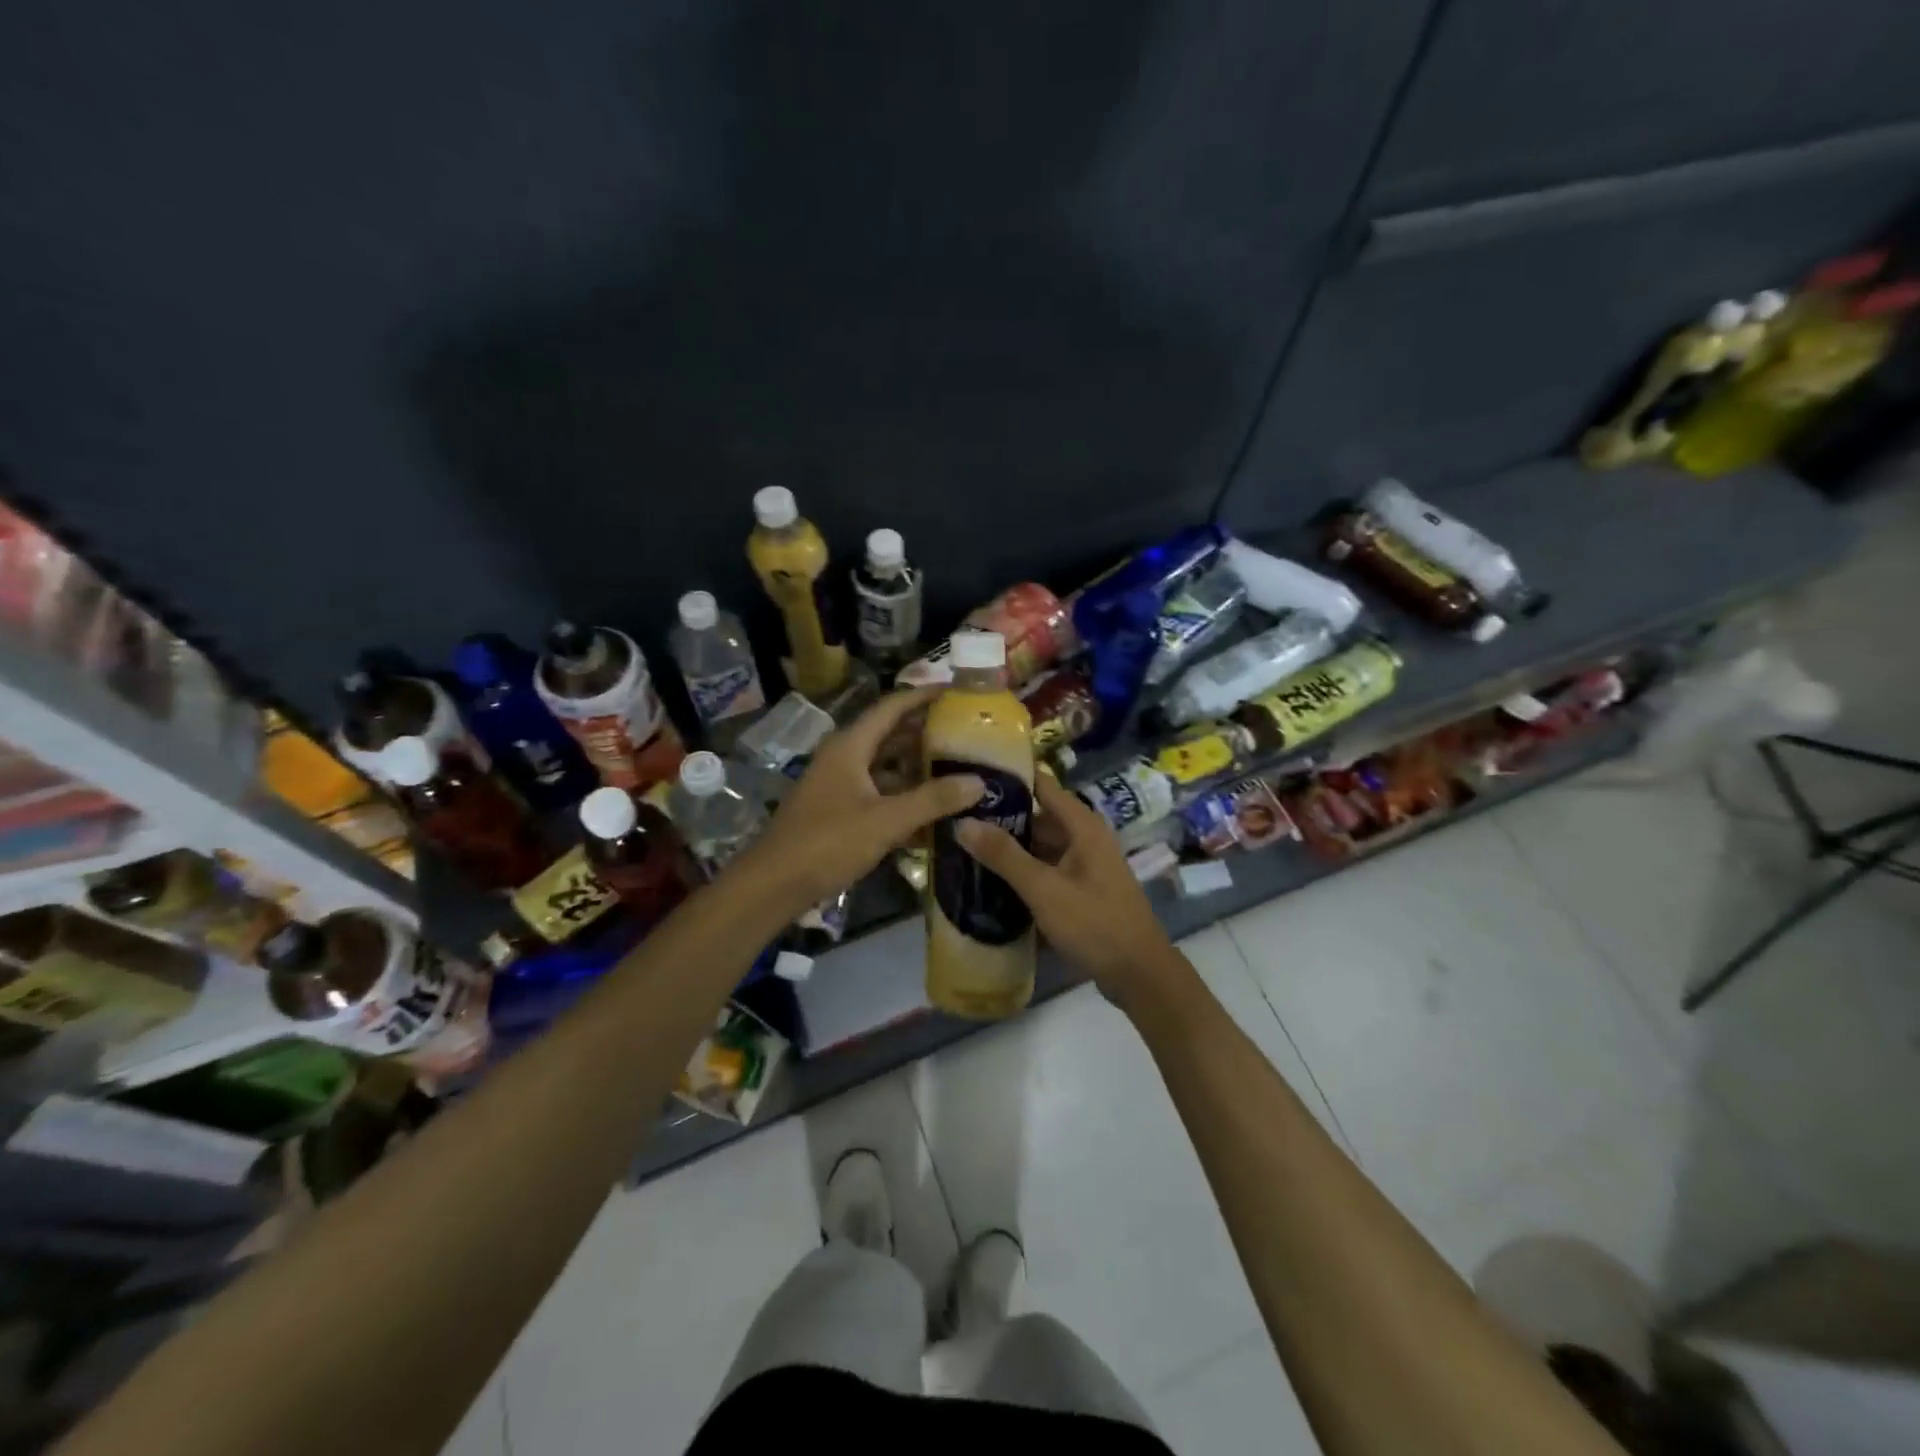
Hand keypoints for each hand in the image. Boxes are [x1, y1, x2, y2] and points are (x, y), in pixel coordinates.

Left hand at [740, 687, 983, 908]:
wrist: (773, 885)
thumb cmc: (827, 843)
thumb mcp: (885, 821)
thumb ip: (933, 800)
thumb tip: (980, 782)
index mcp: (851, 746)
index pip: (892, 706)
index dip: (924, 696)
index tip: (957, 690)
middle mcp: (844, 757)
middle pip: (891, 734)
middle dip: (927, 732)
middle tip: (968, 732)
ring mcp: (840, 784)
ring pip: (886, 765)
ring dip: (918, 766)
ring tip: (959, 767)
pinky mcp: (840, 810)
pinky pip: (879, 792)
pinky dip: (904, 795)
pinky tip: (933, 808)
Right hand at [955, 771, 1187, 1008]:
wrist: (1139, 973)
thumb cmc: (1094, 923)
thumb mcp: (1044, 889)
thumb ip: (1004, 855)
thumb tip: (963, 822)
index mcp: (1082, 825)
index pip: (1041, 784)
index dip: (1009, 776)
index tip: (971, 774)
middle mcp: (1085, 837)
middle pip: (1038, 815)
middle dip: (1001, 816)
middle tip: (956, 816)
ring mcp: (1085, 863)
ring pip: (1040, 844)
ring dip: (1010, 846)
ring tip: (964, 845)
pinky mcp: (1082, 888)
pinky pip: (1047, 868)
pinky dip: (1023, 869)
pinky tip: (992, 879)